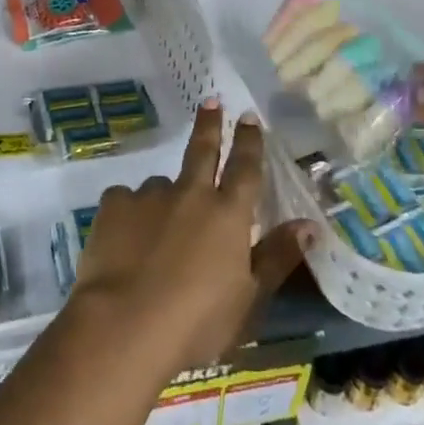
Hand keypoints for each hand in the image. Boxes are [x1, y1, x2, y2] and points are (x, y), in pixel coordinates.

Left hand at [70, 102, 310, 375]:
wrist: (125, 323)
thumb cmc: (197, 322)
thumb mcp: (249, 300)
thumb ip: (276, 257)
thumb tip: (309, 225)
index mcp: (228, 215)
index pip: (245, 168)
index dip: (249, 142)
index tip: (249, 116)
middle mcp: (190, 193)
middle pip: (202, 150)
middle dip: (210, 124)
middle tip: (211, 101)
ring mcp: (149, 195)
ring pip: (161, 186)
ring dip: (165, 197)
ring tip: (156, 231)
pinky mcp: (114, 203)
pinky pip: (126, 202)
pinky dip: (130, 215)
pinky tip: (125, 240)